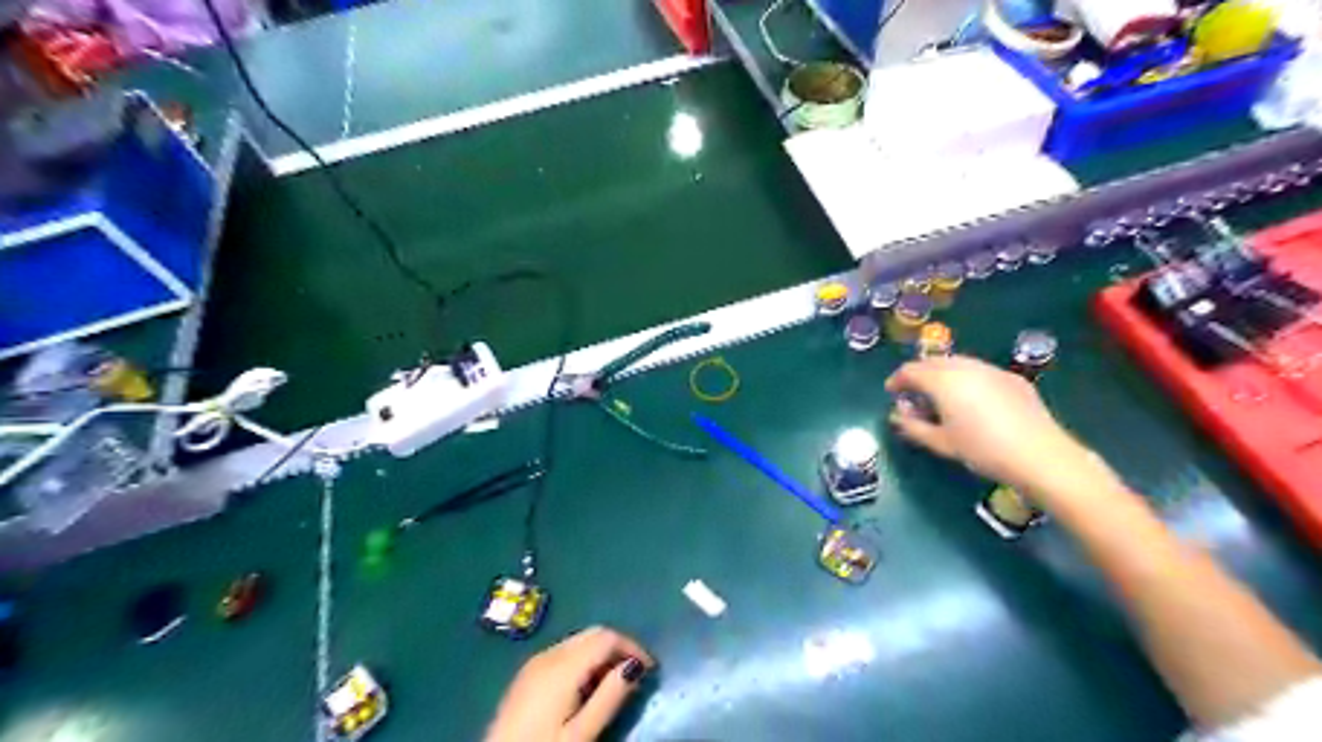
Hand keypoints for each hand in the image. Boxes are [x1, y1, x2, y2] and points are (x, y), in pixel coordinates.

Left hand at [483, 625, 650, 741]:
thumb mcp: (582, 733)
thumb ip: (610, 696)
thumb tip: (635, 666)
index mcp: (563, 665)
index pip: (607, 637)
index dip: (633, 647)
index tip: (650, 669)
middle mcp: (549, 654)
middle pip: (593, 634)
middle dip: (618, 648)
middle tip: (635, 676)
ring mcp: (535, 662)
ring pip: (579, 641)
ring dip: (601, 654)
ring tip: (613, 685)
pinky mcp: (527, 674)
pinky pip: (564, 653)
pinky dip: (583, 661)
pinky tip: (586, 688)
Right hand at [882, 354, 1107, 501]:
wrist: (1040, 455)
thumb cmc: (982, 450)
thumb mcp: (941, 443)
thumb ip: (913, 426)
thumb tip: (897, 415)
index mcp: (943, 381)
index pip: (910, 370)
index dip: (897, 380)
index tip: (891, 392)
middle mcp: (965, 367)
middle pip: (933, 362)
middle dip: (919, 375)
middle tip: (913, 394)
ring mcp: (991, 369)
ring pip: (957, 363)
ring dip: (942, 375)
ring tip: (940, 396)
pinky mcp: (1011, 378)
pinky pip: (979, 371)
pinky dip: (965, 379)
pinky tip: (971, 400)